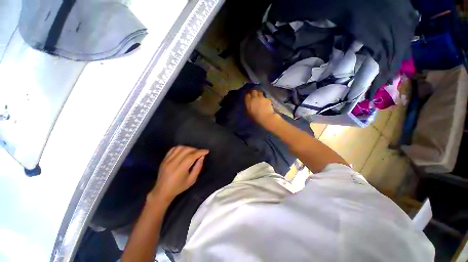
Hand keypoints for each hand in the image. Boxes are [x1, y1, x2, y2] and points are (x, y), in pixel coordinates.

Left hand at [149, 146, 208, 202]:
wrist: (162, 191)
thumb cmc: (179, 187)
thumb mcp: (192, 180)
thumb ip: (198, 167)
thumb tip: (202, 157)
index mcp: (180, 170)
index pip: (191, 156)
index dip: (200, 152)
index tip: (206, 151)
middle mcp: (172, 163)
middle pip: (186, 150)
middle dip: (196, 149)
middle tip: (200, 152)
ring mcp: (167, 160)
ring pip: (180, 147)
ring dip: (189, 147)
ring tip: (193, 151)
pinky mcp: (164, 159)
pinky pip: (173, 149)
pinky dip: (181, 148)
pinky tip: (185, 151)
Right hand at [245, 90, 278, 125]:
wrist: (266, 117)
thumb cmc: (257, 117)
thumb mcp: (250, 113)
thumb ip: (249, 107)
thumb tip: (249, 105)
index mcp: (249, 102)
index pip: (247, 96)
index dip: (248, 96)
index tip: (249, 98)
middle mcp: (254, 98)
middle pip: (253, 92)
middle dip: (254, 93)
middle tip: (254, 96)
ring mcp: (261, 98)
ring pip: (259, 93)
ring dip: (259, 94)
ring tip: (260, 98)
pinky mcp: (267, 99)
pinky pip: (264, 97)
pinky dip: (264, 99)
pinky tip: (265, 102)